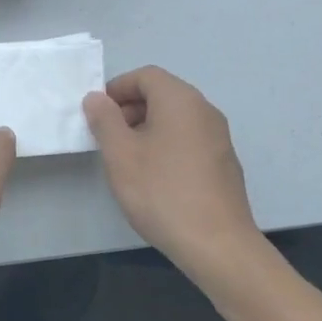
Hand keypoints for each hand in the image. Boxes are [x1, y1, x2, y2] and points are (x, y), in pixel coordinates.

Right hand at [83, 66, 265, 291]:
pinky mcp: (224, 163)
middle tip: (108, 137)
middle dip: (131, 108)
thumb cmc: (161, 192)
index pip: (146, 75)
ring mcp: (219, 137)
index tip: (97, 113)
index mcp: (180, 100)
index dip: (118, 88)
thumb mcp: (120, 154)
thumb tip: (97, 98)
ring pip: (176, 118)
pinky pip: (189, 139)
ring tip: (127, 159)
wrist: (217, 244)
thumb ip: (104, 120)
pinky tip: (155, 178)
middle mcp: (205, 110)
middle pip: (163, 94)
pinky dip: (167, 145)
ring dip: (147, 128)